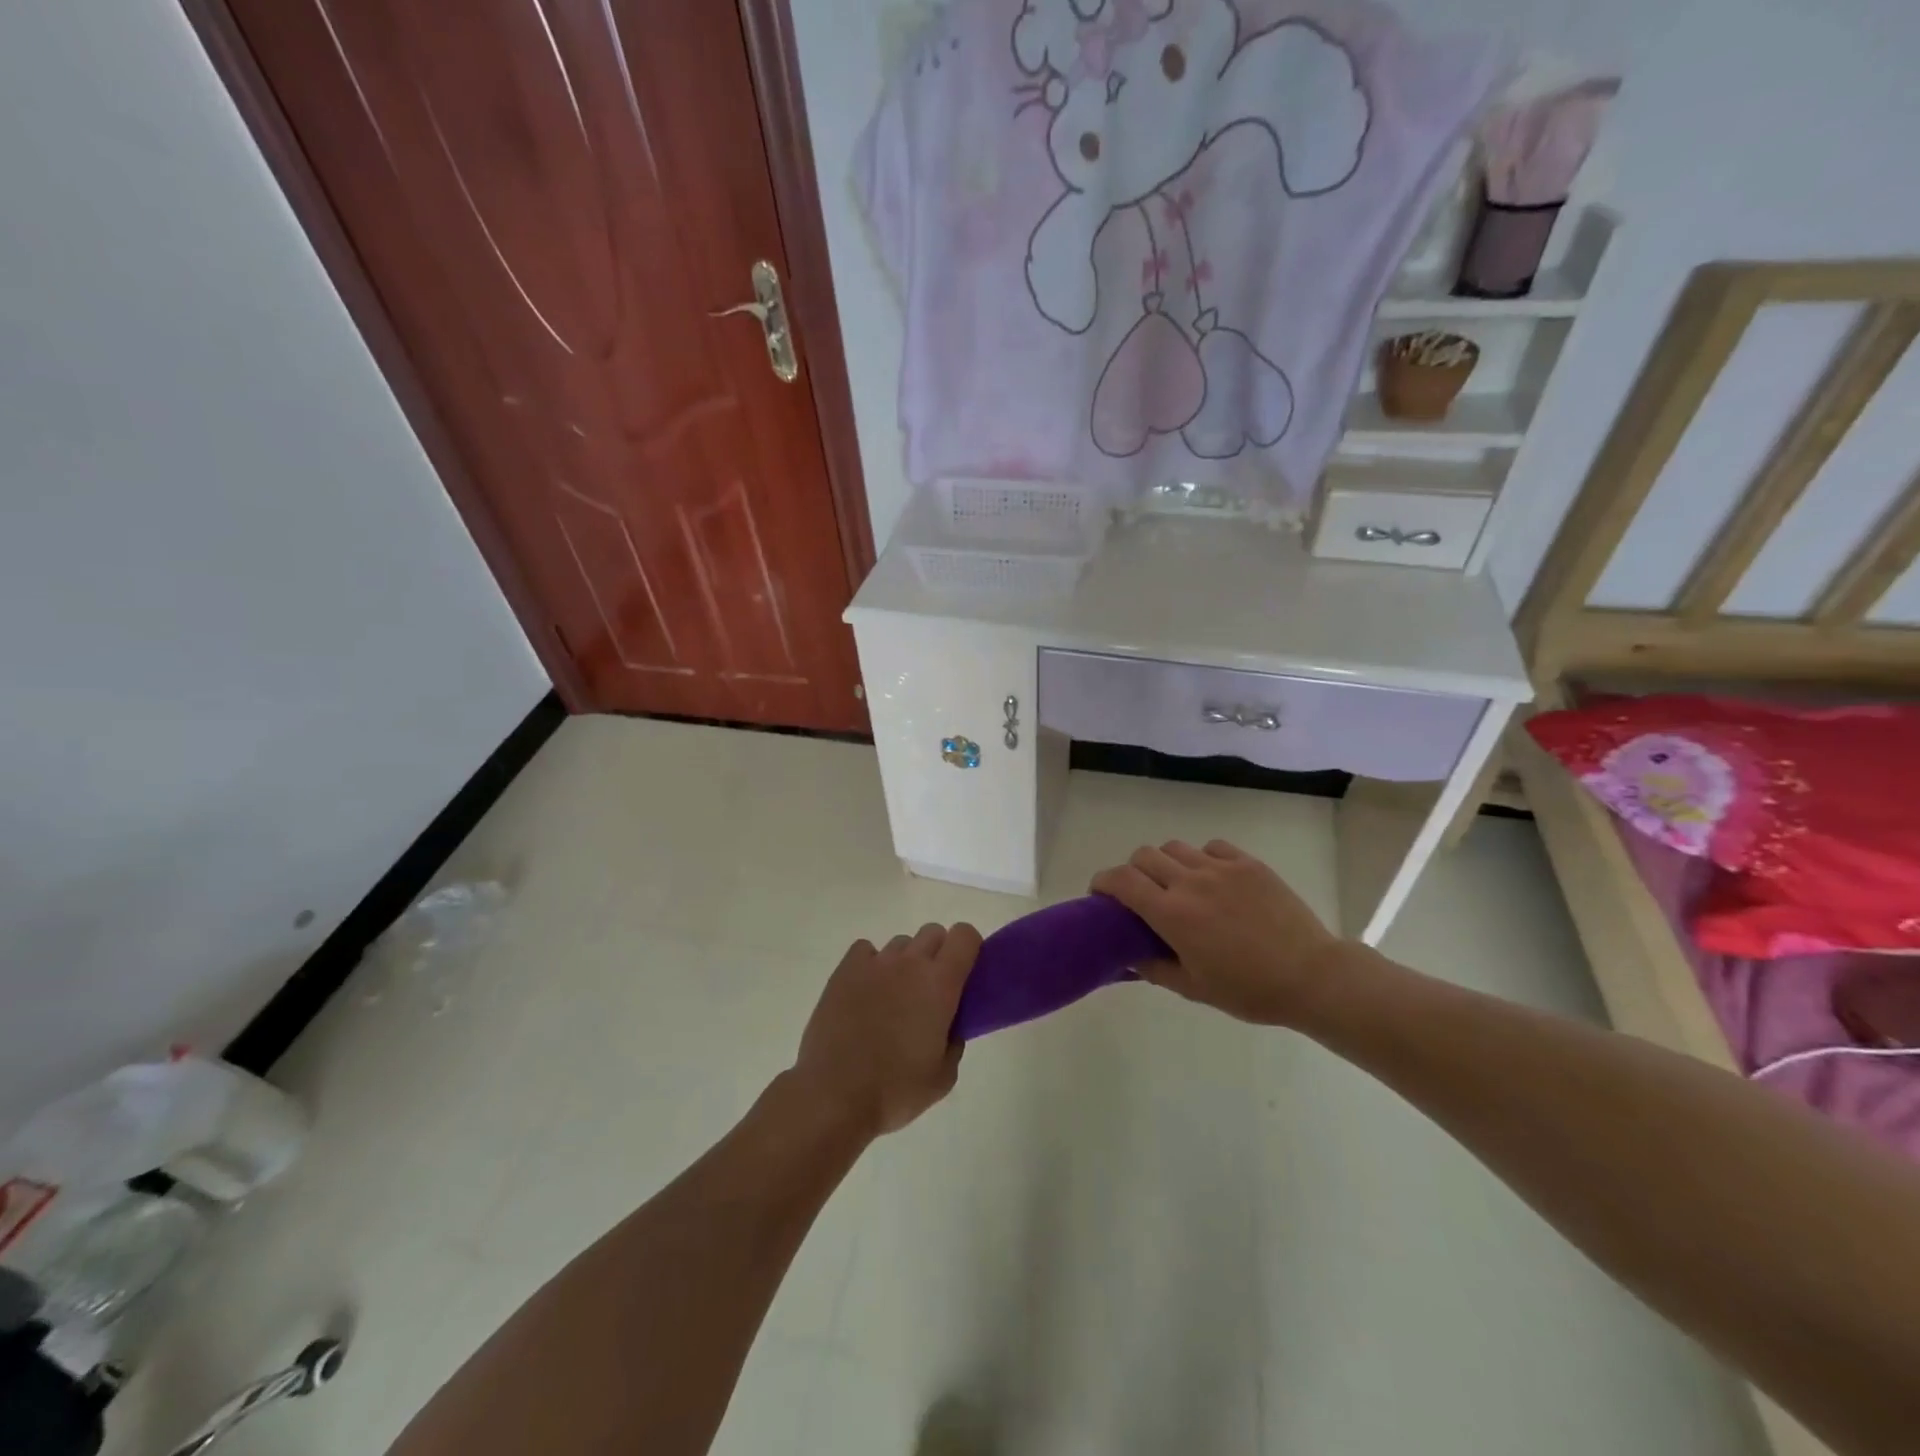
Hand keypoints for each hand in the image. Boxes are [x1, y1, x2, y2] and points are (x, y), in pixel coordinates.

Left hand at [791, 923, 981, 1137]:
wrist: (835, 1095)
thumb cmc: (896, 1090)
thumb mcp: (943, 1076)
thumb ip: (954, 1041)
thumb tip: (949, 1025)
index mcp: (940, 984)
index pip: (964, 936)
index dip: (968, 948)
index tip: (964, 973)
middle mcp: (910, 963)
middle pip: (933, 933)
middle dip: (938, 954)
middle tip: (930, 990)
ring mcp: (875, 963)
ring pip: (900, 943)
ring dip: (904, 962)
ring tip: (893, 997)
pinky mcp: (844, 970)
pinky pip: (865, 950)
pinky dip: (870, 964)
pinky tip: (866, 991)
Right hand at [1091, 840, 1345, 1026]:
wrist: (1312, 976)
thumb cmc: (1249, 990)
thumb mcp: (1193, 988)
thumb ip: (1152, 967)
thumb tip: (1125, 954)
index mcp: (1172, 913)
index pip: (1121, 880)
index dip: (1102, 882)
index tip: (1100, 894)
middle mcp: (1191, 882)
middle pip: (1143, 856)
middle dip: (1132, 872)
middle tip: (1140, 895)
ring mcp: (1222, 868)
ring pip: (1175, 847)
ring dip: (1165, 863)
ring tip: (1177, 885)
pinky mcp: (1249, 863)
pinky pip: (1211, 847)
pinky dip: (1201, 858)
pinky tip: (1212, 879)